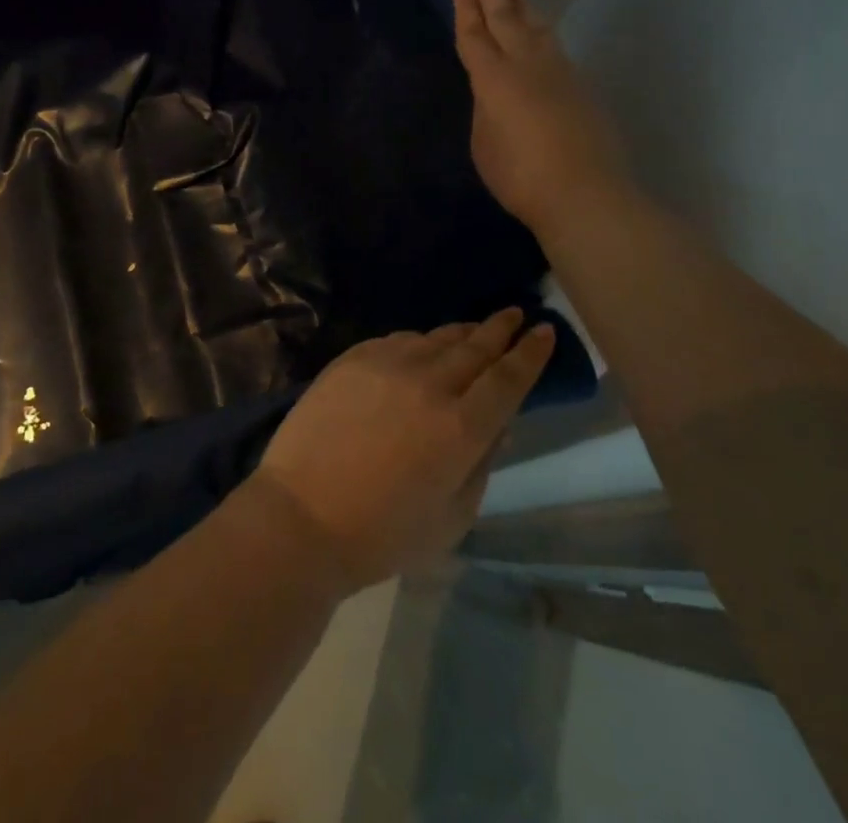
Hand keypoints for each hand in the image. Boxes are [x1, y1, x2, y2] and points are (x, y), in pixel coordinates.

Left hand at [249, 310, 553, 592]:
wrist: (302, 514)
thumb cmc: (383, 533)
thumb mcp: (452, 517)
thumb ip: (481, 465)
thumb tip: (499, 425)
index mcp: (461, 428)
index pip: (508, 379)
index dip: (531, 354)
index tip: (546, 331)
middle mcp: (429, 384)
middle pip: (474, 347)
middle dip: (500, 329)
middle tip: (515, 314)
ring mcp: (386, 365)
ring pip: (435, 338)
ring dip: (461, 333)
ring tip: (474, 330)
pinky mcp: (352, 358)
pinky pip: (397, 340)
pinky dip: (418, 341)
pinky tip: (421, 347)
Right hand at [454, 0, 631, 233]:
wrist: (586, 194)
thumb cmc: (521, 176)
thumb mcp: (484, 144)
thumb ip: (485, 111)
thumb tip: (493, 95)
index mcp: (494, 79)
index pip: (475, 35)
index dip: (465, 9)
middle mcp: (528, 66)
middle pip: (507, 19)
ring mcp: (561, 74)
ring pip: (539, 29)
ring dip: (524, 7)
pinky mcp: (582, 89)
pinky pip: (556, 49)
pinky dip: (542, 34)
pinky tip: (542, 37)